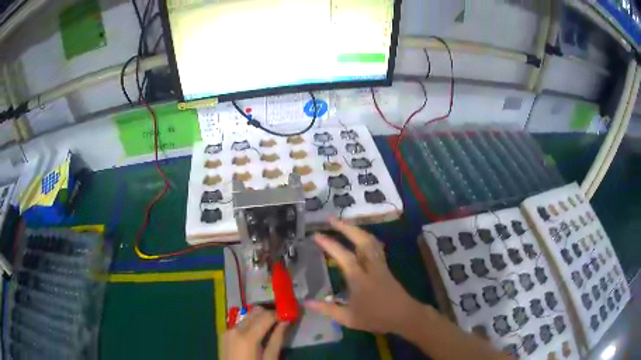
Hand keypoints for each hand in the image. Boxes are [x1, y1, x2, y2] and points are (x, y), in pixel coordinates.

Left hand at [222, 307, 288, 359]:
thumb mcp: (270, 359)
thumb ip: (277, 339)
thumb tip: (286, 322)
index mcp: (247, 336)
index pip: (266, 315)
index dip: (280, 313)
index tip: (290, 315)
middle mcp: (235, 328)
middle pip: (256, 312)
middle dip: (270, 314)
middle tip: (283, 320)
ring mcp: (228, 330)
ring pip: (248, 316)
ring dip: (261, 318)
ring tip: (273, 327)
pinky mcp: (225, 334)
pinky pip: (241, 323)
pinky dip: (252, 324)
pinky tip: (259, 333)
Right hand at [305, 216, 421, 334]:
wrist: (404, 316)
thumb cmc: (376, 318)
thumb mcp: (349, 318)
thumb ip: (328, 309)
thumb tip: (306, 302)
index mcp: (359, 279)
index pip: (343, 256)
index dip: (329, 244)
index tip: (317, 235)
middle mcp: (371, 267)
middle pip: (361, 241)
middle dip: (346, 227)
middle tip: (331, 219)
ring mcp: (380, 265)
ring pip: (371, 241)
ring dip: (357, 230)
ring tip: (344, 224)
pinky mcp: (386, 267)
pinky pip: (376, 247)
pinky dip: (366, 238)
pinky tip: (362, 238)